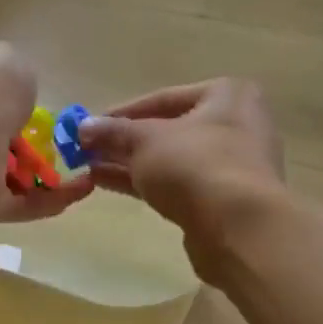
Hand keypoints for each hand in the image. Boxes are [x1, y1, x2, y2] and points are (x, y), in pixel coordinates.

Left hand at [0, 41, 92, 224]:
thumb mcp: (3, 60)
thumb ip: (7, 67)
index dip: (12, 110)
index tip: (40, 114)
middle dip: (28, 150)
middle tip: (66, 147)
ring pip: (10, 181)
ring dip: (46, 178)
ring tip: (84, 170)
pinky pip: (23, 206)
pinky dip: (53, 199)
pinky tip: (83, 188)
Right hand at [77, 79, 285, 265]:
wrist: (239, 227)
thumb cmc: (195, 165)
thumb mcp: (145, 141)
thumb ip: (113, 132)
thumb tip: (83, 126)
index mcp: (226, 96)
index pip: (163, 98)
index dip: (122, 113)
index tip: (90, 127)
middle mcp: (236, 125)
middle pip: (168, 130)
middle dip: (124, 142)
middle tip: (87, 150)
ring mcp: (232, 165)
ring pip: (171, 160)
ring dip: (130, 164)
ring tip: (90, 169)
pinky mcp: (223, 200)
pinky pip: (178, 184)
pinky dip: (146, 183)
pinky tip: (110, 184)